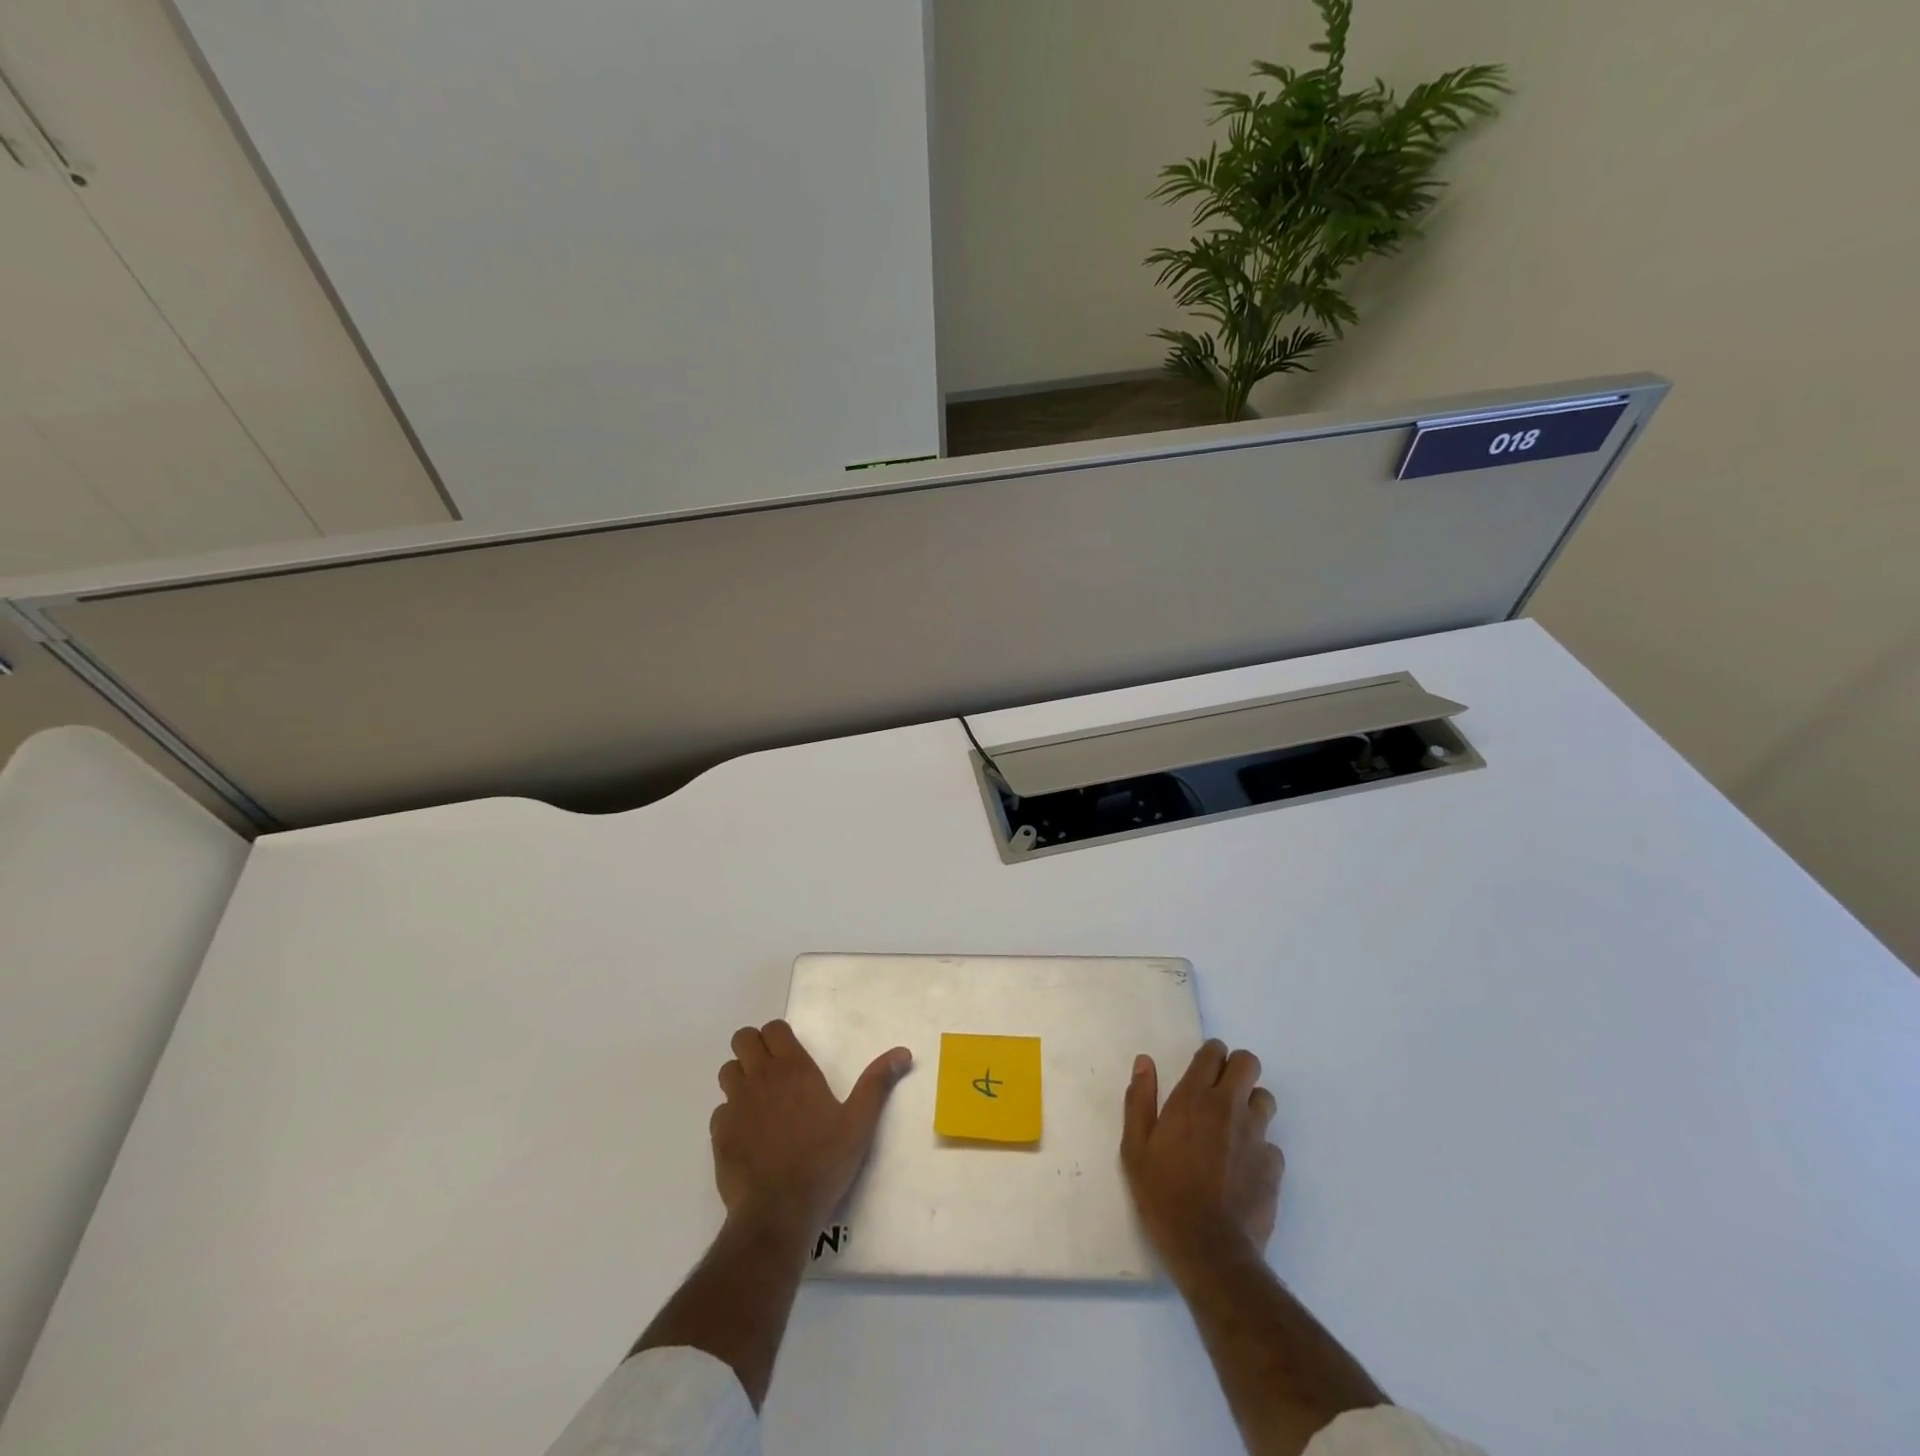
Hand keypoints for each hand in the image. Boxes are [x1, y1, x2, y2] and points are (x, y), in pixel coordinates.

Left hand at [712, 1020, 911, 1239]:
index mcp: (794, 1069)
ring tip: (758, 1099)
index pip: (773, 1029)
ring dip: (739, 1077)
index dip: (778, 1035)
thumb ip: (877, 1083)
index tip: (790, 1052)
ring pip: (728, 1071)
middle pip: (743, 1039)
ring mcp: (736, 1105)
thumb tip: (902, 1052)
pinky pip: (720, 1110)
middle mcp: (761, 1078)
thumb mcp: (859, 1123)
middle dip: (753, 1047)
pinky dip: (730, 1115)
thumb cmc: (823, 1162)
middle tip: (771, 1070)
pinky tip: (747, 1135)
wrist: (778, 1212)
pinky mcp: (719, 1134)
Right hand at [1121, 1040, 1282, 1273]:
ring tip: (1233, 1128)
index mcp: (1193, 1098)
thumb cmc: (1163, 1195)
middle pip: (1248, 1063)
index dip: (1210, 1054)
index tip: (1202, 1068)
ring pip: (1265, 1099)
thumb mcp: (1135, 1147)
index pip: (1213, 1053)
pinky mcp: (1274, 1166)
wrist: (1209, 1250)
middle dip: (1236, 1069)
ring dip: (1251, 1105)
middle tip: (1220, 1091)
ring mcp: (1256, 1136)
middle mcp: (1229, 1107)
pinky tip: (1243, 1169)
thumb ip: (1140, 1099)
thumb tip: (1145, 1062)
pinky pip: (1271, 1143)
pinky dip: (1258, 1148)